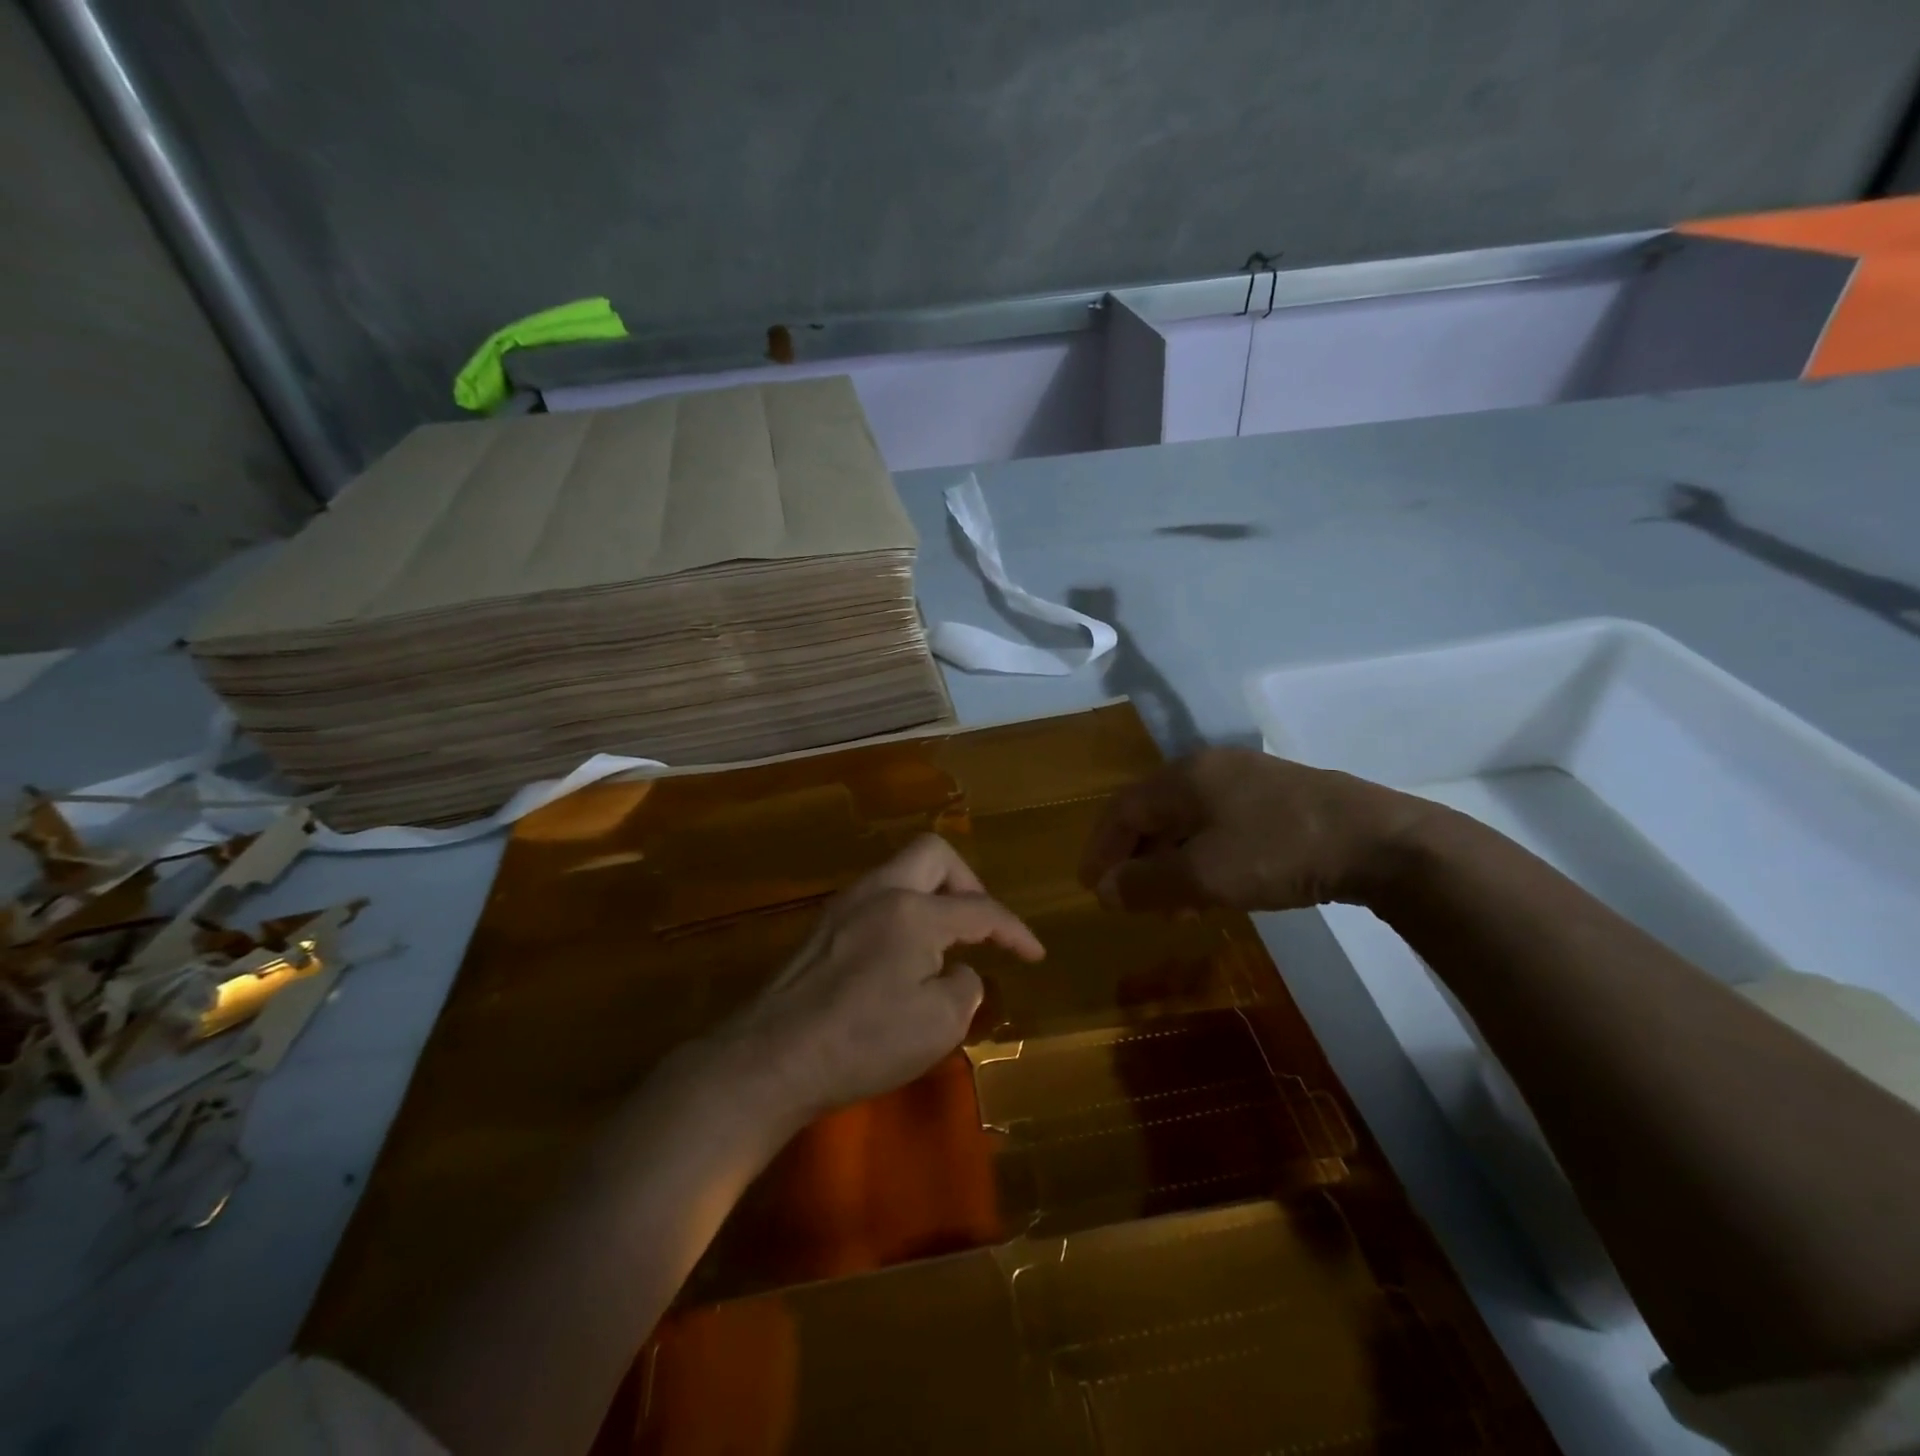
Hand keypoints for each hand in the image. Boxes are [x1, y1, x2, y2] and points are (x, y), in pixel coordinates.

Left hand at [717, 834, 1043, 1117]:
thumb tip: (956, 970)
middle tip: (979, 925)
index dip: (1014, 931)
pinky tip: (904, 955)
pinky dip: (904, 912)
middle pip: (934, 854)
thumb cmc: (863, 1042)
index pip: (980, 909)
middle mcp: (879, 892)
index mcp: (914, 911)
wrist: (772, 1059)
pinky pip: (878, 897)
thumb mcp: (939, 1024)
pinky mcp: (823, 927)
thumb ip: (964, 985)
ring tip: (945, 941)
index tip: (1035, 954)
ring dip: (933, 895)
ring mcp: (845, 905)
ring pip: (901, 871)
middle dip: (968, 882)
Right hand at [1078, 747, 1430, 914]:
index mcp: (1184, 777)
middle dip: (1134, 859)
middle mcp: (1209, 769)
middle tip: (1127, 898)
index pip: (1122, 810)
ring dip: (1169, 863)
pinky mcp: (1278, 799)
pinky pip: (1219, 826)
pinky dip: (1202, 857)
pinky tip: (1214, 888)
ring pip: (1187, 822)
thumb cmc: (1277, 852)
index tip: (1089, 886)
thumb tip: (1105, 890)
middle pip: (1152, 813)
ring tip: (1171, 906)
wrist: (1378, 841)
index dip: (1100, 848)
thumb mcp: (1202, 875)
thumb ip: (1146, 884)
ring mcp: (1247, 780)